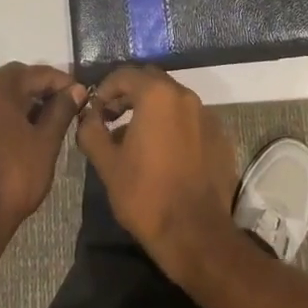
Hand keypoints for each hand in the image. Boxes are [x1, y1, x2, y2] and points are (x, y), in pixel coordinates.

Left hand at [0, 63, 84, 242]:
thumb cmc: (13, 175)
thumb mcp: (46, 142)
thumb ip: (61, 110)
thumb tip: (76, 89)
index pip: (37, 73)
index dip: (62, 82)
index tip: (81, 95)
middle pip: (13, 80)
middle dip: (39, 90)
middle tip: (64, 106)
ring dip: (19, 104)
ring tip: (42, 121)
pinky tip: (14, 135)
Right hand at [74, 66, 239, 283]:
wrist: (195, 233)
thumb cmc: (145, 195)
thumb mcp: (107, 163)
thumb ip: (92, 131)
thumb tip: (88, 116)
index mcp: (157, 95)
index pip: (124, 75)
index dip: (104, 89)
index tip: (94, 111)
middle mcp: (185, 96)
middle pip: (151, 81)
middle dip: (128, 94)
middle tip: (112, 117)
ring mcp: (207, 115)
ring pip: (172, 99)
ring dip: (151, 109)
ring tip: (135, 138)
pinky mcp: (220, 136)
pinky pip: (191, 119)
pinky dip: (173, 125)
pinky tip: (163, 153)